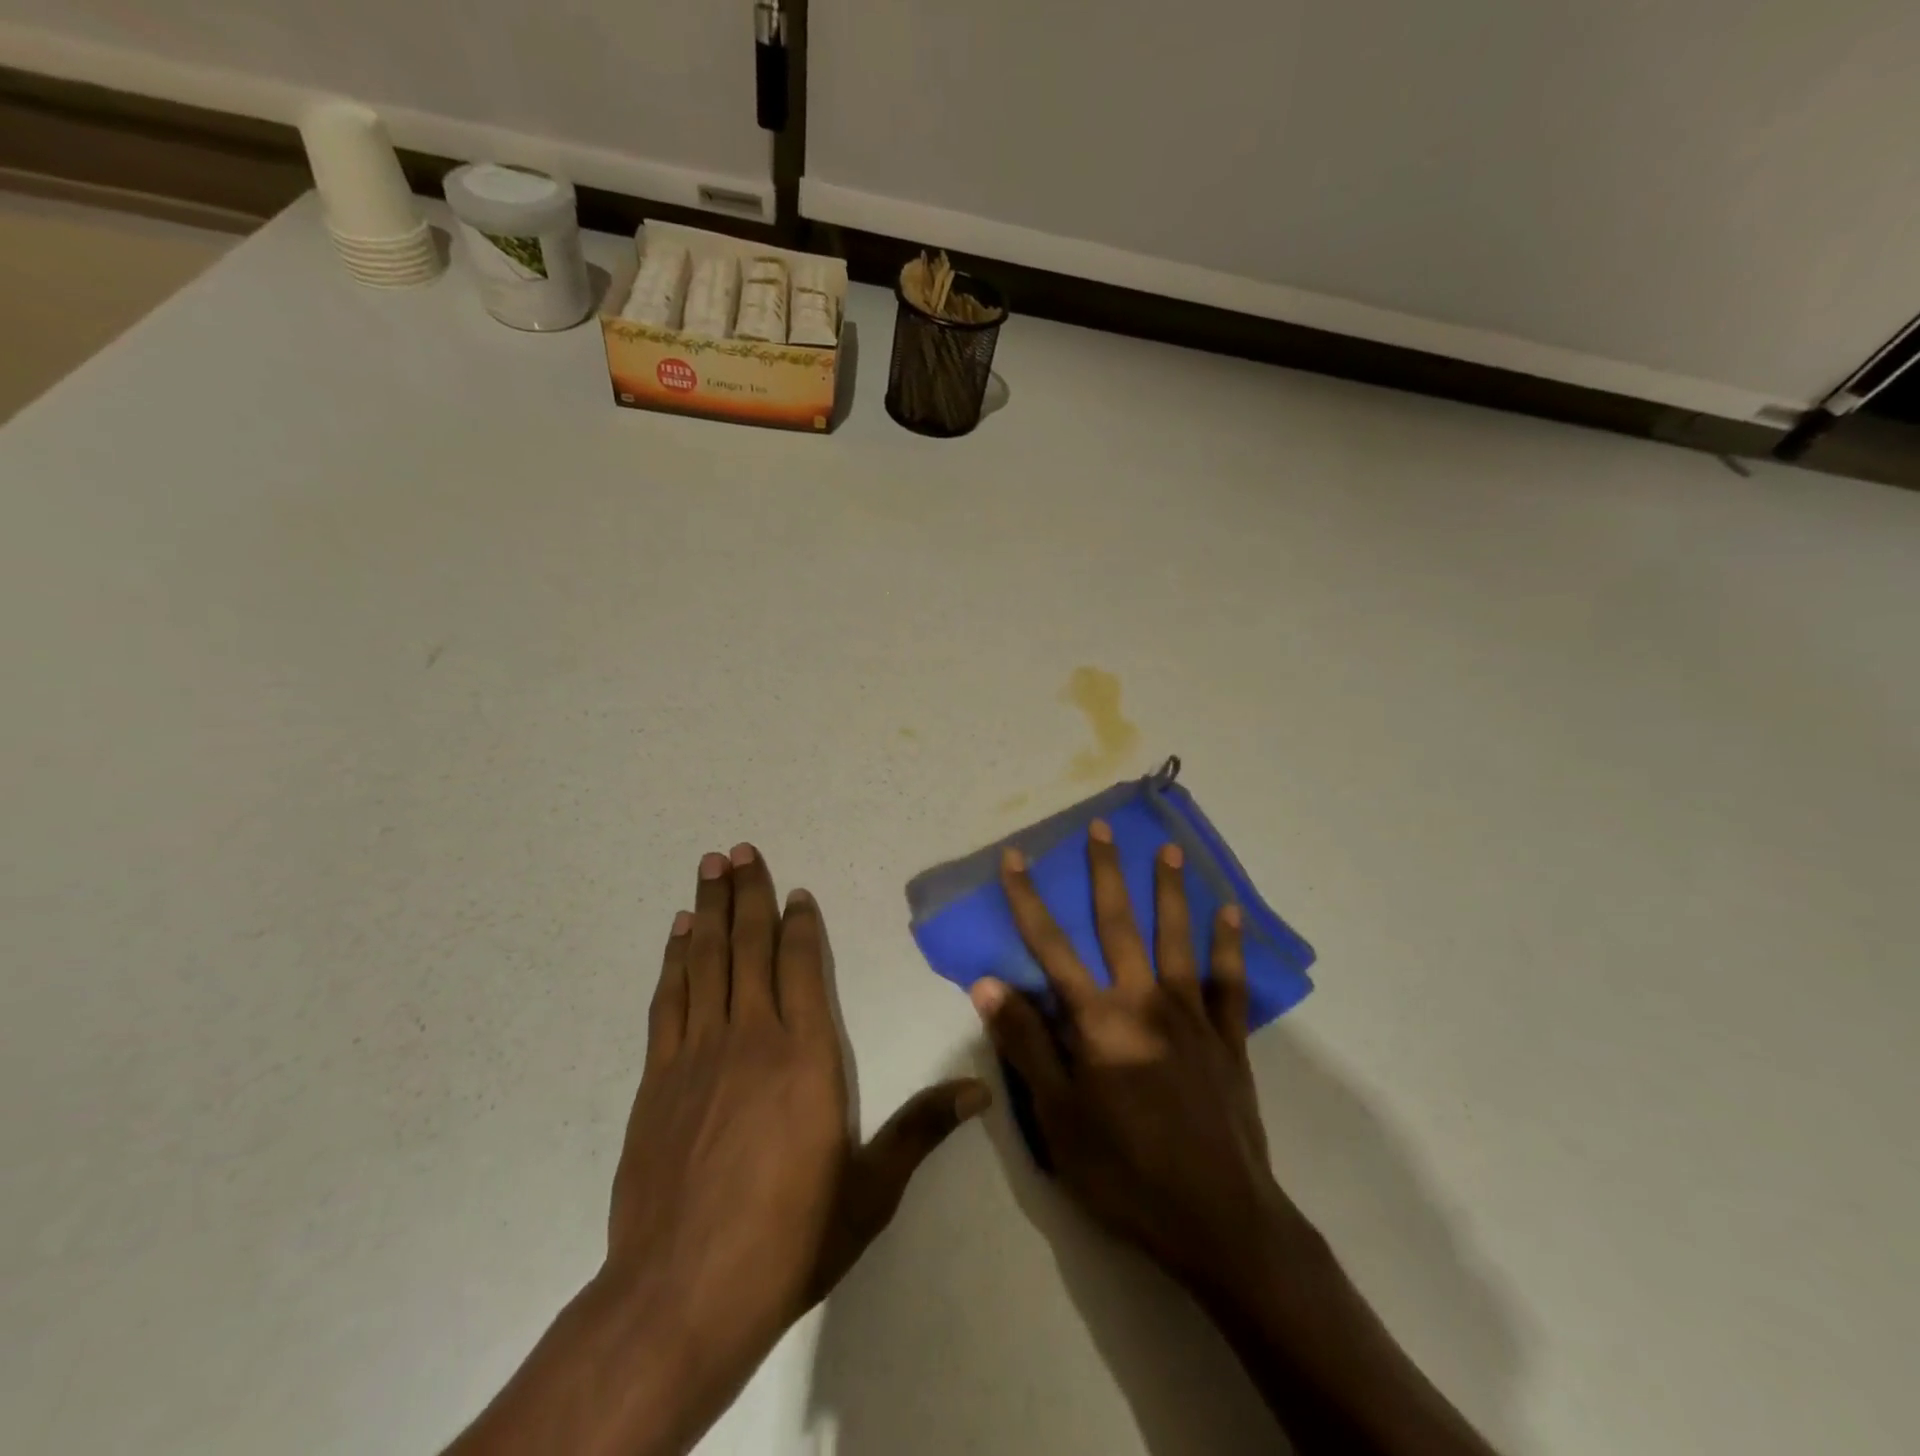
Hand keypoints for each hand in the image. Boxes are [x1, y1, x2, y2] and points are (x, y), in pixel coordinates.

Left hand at [604, 844, 987, 1442]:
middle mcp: (753, 1037)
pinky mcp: (658, 1077)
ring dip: (710, 910)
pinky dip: (676, 959)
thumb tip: (980, 1090)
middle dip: (749, 894)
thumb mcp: (869, 1192)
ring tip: (710, 865)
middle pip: (751, 947)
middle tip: (739, 849)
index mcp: (807, 1056)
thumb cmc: (788, 1240)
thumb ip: (920, 1131)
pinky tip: (680, 932)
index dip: (801, 923)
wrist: (681, 1295)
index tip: (797, 890)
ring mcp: (699, 1053)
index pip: (804, 967)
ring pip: (707, 960)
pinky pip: (670, 999)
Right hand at [969, 821, 1302, 1294]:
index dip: (1028, 900)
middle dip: (1106, 873)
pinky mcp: (1228, 1040)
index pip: (1051, 948)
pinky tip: (1229, 913)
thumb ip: (1026, 1045)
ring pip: (1177, 939)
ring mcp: (1192, 1017)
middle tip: (1103, 827)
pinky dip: (1228, 946)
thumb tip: (988, 985)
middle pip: (1119, 924)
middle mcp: (1145, 1002)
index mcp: (1098, 1021)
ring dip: (1170, 891)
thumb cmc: (1126, 1172)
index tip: (1014, 858)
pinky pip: (1228, 982)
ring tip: (1168, 850)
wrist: (1219, 1221)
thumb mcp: (1058, 1119)